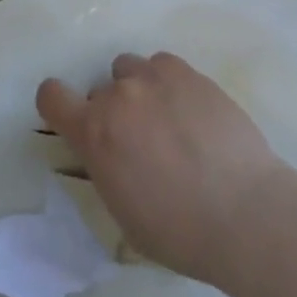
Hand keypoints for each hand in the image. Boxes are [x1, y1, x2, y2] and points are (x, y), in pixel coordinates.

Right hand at [36, 53, 285, 286]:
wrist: (244, 212)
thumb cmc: (179, 231)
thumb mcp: (124, 213)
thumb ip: (107, 169)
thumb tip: (112, 154)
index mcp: (94, 133)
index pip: (52, 96)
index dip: (57, 105)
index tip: (73, 120)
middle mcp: (118, 96)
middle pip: (100, 90)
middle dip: (112, 113)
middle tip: (140, 142)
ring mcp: (154, 78)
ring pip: (130, 69)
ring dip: (138, 90)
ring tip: (167, 120)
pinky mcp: (188, 73)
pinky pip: (162, 65)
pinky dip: (167, 83)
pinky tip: (189, 110)